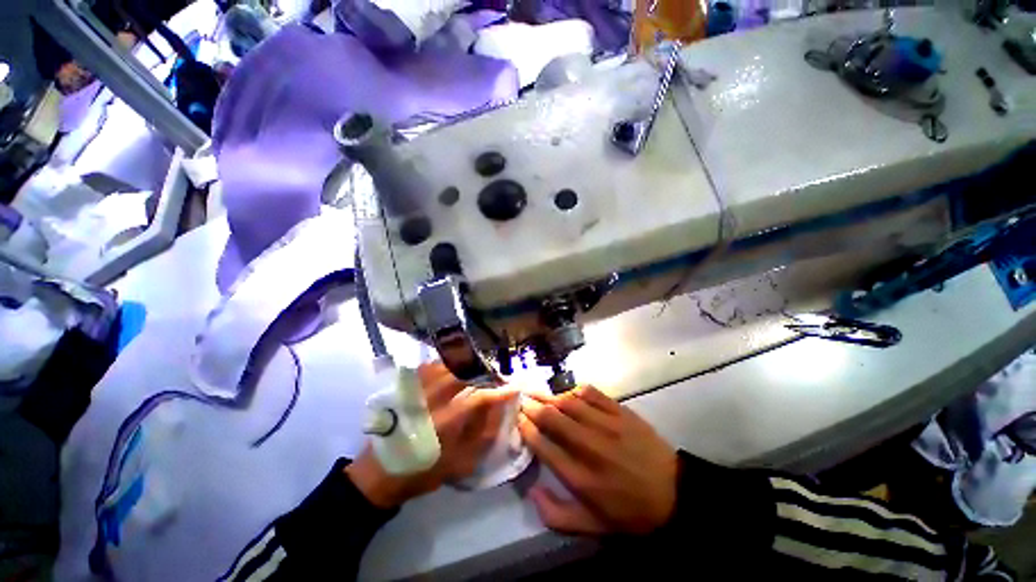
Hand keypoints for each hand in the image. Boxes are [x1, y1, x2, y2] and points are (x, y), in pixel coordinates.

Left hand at [347, 363, 515, 507]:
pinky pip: (432, 365)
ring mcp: (420, 389)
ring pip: (450, 365)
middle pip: (467, 373)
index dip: (501, 390)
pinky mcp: (408, 386)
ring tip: (478, 371)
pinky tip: (453, 370)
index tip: (514, 387)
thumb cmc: (424, 471)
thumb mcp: (461, 462)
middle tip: (496, 376)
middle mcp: (435, 398)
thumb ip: (484, 434)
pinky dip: (447, 364)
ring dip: (468, 365)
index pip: (482, 396)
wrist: (380, 473)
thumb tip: (502, 410)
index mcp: (448, 420)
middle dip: (487, 371)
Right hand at [518, 386, 677, 534]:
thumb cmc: (631, 513)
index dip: (527, 429)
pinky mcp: (621, 412)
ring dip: (550, 396)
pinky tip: (568, 393)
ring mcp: (608, 425)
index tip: (518, 419)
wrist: (675, 494)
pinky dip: (575, 391)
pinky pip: (592, 394)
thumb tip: (531, 490)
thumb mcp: (593, 527)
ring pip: (570, 402)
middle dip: (533, 407)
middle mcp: (591, 447)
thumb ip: (556, 515)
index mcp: (581, 478)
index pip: (544, 446)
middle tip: (522, 399)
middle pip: (553, 418)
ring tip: (538, 393)